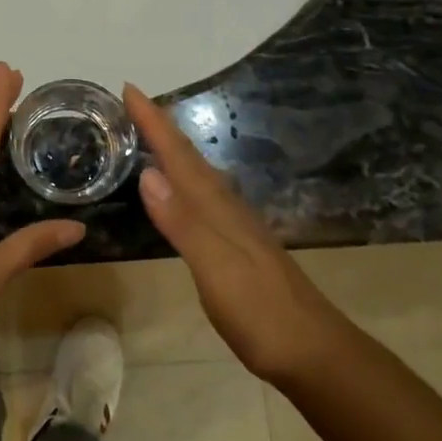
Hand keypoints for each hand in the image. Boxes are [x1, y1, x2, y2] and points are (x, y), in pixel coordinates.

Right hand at [125, 84, 337, 383]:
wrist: (312, 351)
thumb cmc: (259, 312)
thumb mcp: (215, 268)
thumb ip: (183, 223)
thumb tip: (148, 174)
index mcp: (216, 208)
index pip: (179, 156)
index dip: (154, 122)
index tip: (129, 89)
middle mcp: (226, 208)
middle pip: (189, 158)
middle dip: (161, 128)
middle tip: (133, 105)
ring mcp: (236, 226)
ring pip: (198, 176)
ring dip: (173, 152)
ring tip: (151, 136)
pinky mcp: (238, 246)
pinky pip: (203, 197)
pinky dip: (185, 181)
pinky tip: (182, 190)